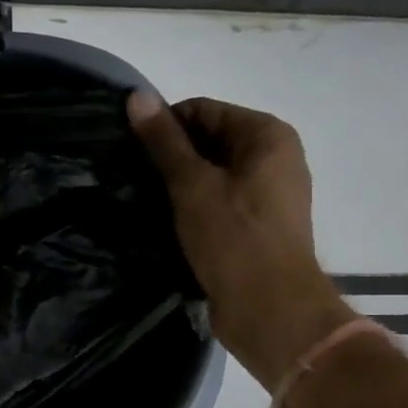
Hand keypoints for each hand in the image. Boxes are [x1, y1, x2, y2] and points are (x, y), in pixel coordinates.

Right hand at [128, 92, 355, 389]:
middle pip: (209, 140)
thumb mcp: (191, 185)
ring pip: (212, 173)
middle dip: (172, 156)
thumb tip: (137, 95)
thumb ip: (164, 140)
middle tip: (134, 178)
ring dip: (180, 184)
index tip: (131, 152)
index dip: (165, 126)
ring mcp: (270, 193)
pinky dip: (195, 206)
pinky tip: (168, 222)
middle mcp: (276, 157)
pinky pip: (220, 201)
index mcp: (267, 135)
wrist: (272, 312)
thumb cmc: (234, 239)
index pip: (203, 110)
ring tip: (147, 201)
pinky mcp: (259, 225)